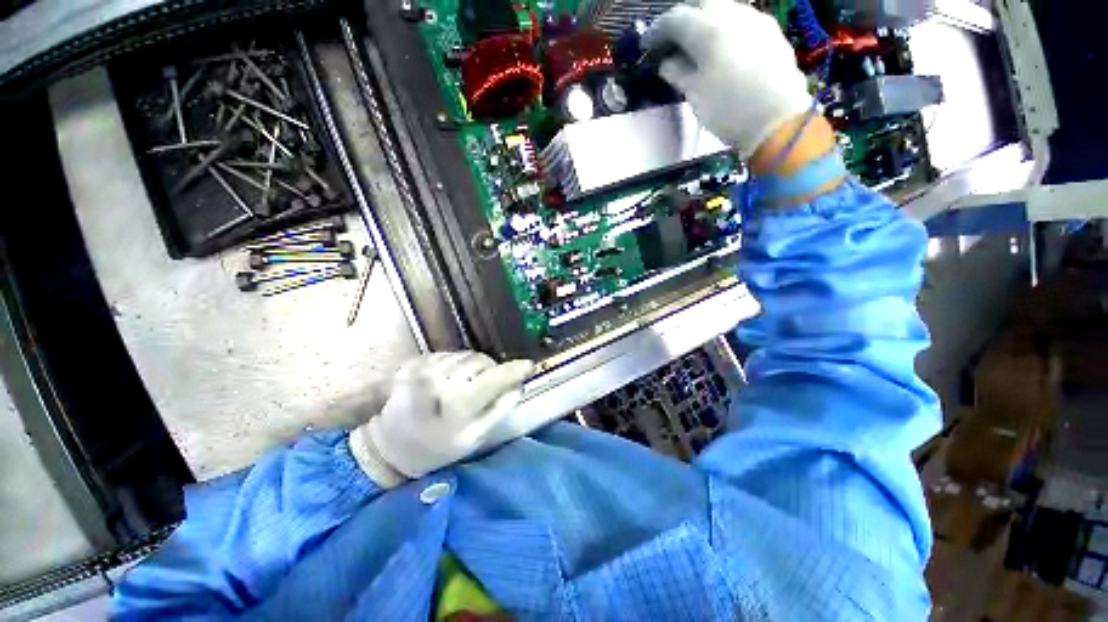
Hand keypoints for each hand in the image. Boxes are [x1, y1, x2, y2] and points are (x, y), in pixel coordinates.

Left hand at [350, 352, 533, 487]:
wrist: (388, 447)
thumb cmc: (435, 448)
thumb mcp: (473, 438)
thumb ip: (498, 410)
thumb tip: (518, 386)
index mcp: (458, 402)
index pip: (495, 377)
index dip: (515, 369)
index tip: (529, 365)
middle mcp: (442, 379)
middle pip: (481, 361)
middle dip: (490, 370)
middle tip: (487, 386)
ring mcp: (426, 367)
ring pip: (466, 355)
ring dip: (472, 367)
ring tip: (464, 385)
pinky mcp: (415, 362)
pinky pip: (449, 354)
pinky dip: (456, 364)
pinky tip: (448, 380)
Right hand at [644, 0, 812, 158]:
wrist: (778, 120)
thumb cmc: (728, 109)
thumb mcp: (694, 94)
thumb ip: (678, 73)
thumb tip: (668, 63)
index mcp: (708, 28)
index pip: (674, 19)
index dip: (656, 32)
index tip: (646, 48)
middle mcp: (732, 13)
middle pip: (701, 4)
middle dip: (683, 19)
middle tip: (672, 40)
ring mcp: (755, 20)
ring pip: (724, 9)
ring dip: (706, 22)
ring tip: (696, 46)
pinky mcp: (771, 32)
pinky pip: (741, 22)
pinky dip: (725, 30)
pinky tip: (722, 50)